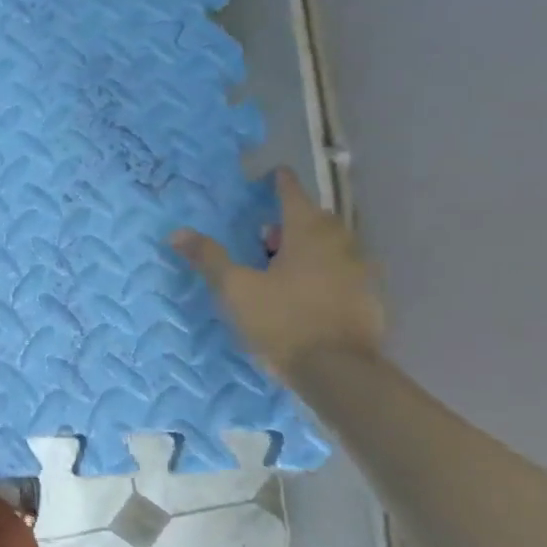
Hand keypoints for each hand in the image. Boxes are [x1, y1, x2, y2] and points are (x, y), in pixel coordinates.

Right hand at [173, 168, 384, 380]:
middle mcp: (341, 244)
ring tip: (281, 264)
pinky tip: (306, 291)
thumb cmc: (283, 321)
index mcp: (308, 233)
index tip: (274, 173)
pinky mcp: (369, 299)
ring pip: (332, 246)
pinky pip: (343, 271)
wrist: (340, 373)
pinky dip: (324, 271)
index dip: (281, 183)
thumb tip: (177, 232)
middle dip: (292, 219)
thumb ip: (209, 258)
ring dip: (308, 246)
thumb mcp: (236, 289)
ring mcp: (360, 272)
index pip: (293, 195)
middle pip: (316, 219)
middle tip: (266, 233)